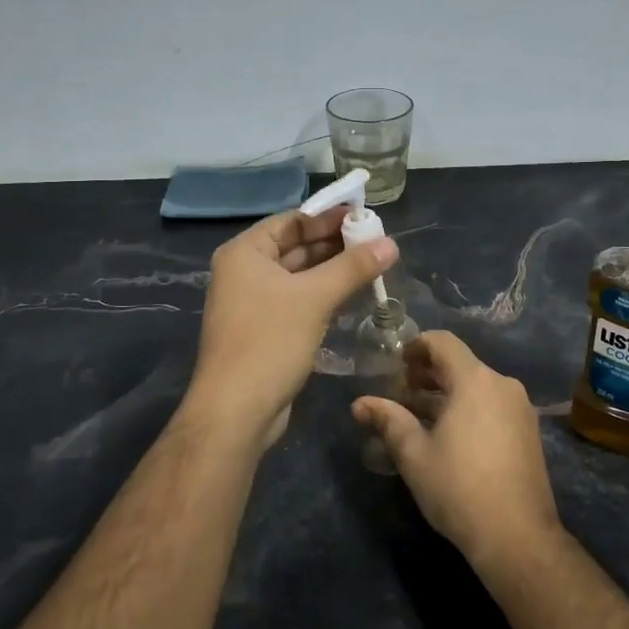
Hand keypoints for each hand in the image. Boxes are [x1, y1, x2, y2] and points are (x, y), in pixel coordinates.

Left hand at [187, 206, 397, 447]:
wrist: (237, 411)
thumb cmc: (270, 342)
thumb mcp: (315, 298)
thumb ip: (354, 267)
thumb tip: (392, 243)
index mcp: (245, 252)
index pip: (293, 221)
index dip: (329, 217)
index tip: (366, 217)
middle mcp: (245, 271)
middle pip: (297, 246)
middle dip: (336, 244)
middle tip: (378, 242)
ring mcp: (254, 302)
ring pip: (300, 275)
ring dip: (334, 271)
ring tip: (375, 265)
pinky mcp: (266, 329)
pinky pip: (299, 300)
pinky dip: (325, 294)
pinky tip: (355, 295)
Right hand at [351, 331, 560, 571]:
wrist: (517, 536)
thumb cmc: (459, 488)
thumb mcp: (414, 454)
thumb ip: (388, 421)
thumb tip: (359, 403)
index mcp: (475, 380)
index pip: (443, 342)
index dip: (416, 346)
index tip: (397, 365)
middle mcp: (502, 384)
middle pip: (461, 363)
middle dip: (428, 373)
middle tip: (402, 393)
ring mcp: (520, 408)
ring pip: (477, 386)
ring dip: (447, 393)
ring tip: (420, 417)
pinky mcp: (529, 430)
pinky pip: (493, 404)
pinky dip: (469, 408)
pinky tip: (451, 436)